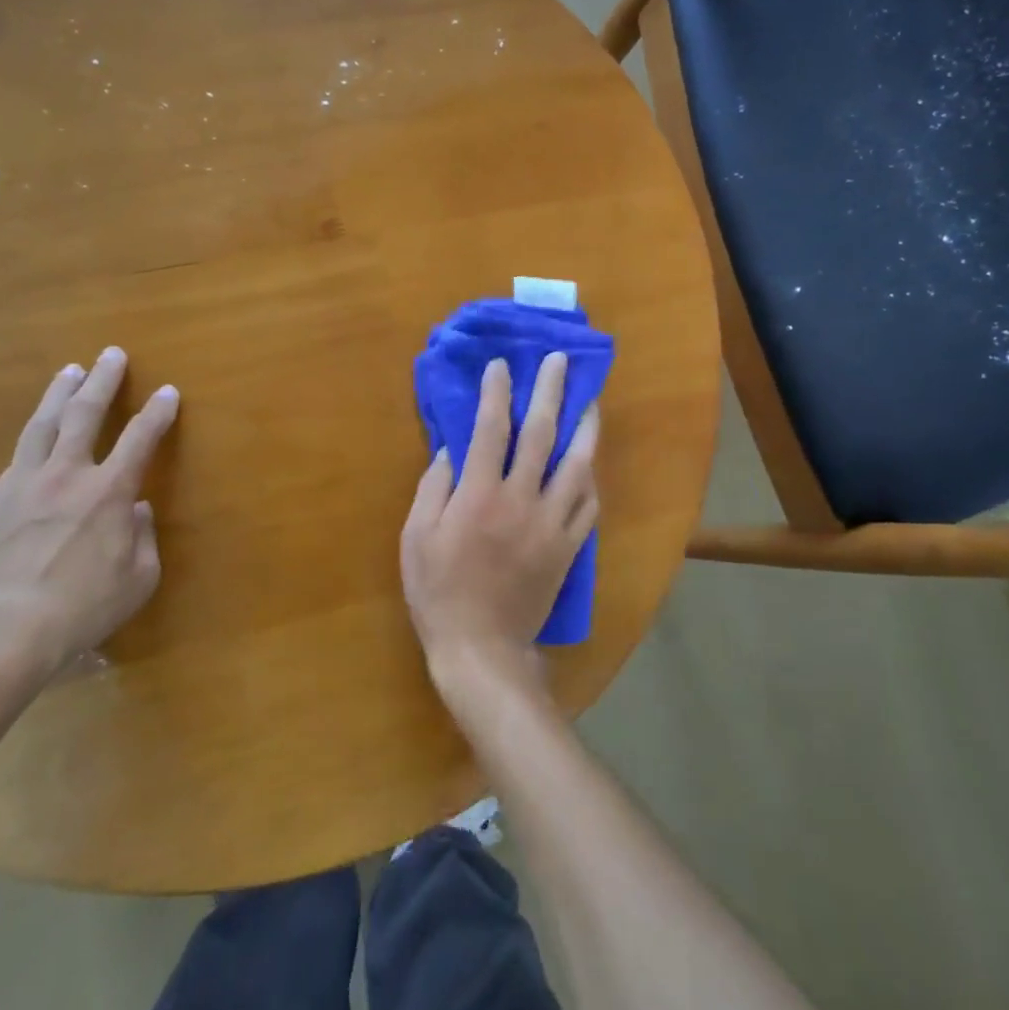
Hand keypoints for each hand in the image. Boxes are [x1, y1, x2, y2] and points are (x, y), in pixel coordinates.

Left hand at [0, 346, 178, 677]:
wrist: (0, 632)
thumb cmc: (82, 608)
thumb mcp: (138, 579)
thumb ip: (144, 538)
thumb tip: (137, 510)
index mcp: (109, 492)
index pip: (140, 438)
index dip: (157, 412)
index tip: (168, 391)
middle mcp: (67, 475)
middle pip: (84, 413)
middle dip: (103, 381)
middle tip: (111, 354)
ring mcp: (23, 485)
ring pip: (42, 425)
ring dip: (59, 394)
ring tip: (69, 371)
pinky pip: (17, 460)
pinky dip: (33, 440)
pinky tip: (35, 437)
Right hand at [400, 353, 597, 706]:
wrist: (482, 648)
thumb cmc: (439, 592)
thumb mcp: (415, 538)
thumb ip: (432, 488)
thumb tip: (451, 451)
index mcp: (479, 495)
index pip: (492, 429)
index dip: (498, 393)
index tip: (502, 365)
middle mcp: (521, 500)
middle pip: (541, 434)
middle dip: (551, 392)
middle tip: (560, 361)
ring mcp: (551, 524)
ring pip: (578, 465)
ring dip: (587, 428)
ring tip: (592, 401)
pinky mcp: (568, 548)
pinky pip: (587, 506)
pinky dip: (590, 479)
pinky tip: (591, 464)